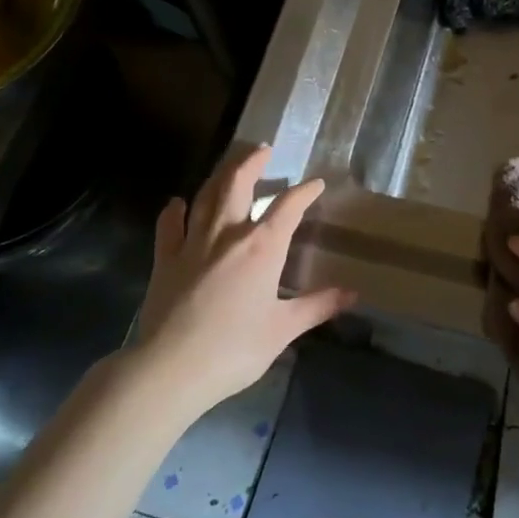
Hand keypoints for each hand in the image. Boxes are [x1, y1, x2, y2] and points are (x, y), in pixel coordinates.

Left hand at [132, 143, 354, 417]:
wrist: (171, 368)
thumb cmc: (235, 348)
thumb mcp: (283, 329)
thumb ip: (317, 306)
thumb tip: (352, 295)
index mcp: (262, 247)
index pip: (288, 207)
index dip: (304, 192)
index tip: (316, 184)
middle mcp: (227, 234)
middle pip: (238, 184)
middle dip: (252, 163)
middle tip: (263, 150)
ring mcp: (192, 243)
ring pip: (206, 196)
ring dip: (219, 175)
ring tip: (230, 165)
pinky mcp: (165, 259)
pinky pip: (169, 225)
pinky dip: (175, 210)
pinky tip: (178, 203)